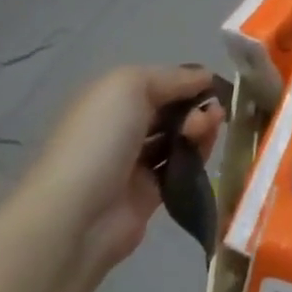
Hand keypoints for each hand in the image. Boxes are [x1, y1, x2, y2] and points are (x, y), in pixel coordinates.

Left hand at [31, 64, 224, 266]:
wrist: (78, 216)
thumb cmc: (100, 139)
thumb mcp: (129, 86)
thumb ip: (170, 77)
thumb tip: (205, 76)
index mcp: (109, 100)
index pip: (155, 83)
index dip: (184, 80)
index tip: (213, 83)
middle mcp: (120, 129)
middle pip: (168, 111)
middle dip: (194, 106)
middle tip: (214, 112)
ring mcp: (133, 163)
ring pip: (177, 139)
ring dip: (199, 129)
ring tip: (212, 128)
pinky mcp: (149, 195)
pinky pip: (180, 168)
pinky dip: (197, 157)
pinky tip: (207, 150)